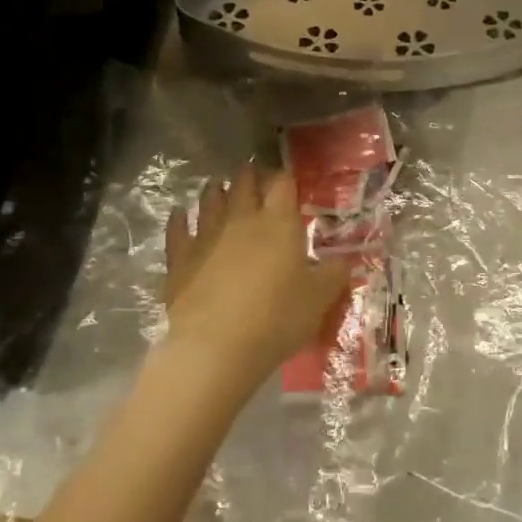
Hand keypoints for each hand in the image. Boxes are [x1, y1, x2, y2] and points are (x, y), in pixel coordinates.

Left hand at [160, 164, 350, 388]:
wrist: (216, 347)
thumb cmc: (276, 318)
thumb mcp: (320, 299)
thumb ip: (334, 274)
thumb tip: (343, 261)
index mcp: (278, 223)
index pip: (282, 184)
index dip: (285, 178)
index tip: (287, 180)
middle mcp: (241, 219)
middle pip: (244, 185)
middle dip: (249, 176)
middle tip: (252, 174)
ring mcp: (206, 236)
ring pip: (209, 202)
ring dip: (214, 191)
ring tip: (217, 185)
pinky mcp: (180, 259)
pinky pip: (178, 230)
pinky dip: (178, 219)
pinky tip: (178, 213)